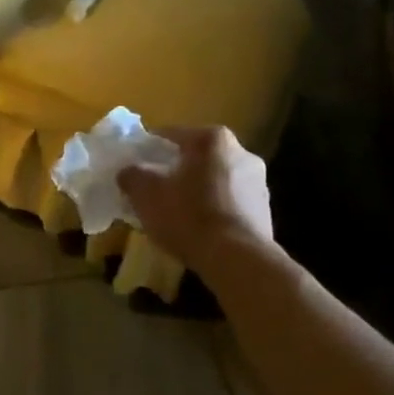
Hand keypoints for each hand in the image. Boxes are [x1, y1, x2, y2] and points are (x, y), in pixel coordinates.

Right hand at [117, 126, 276, 277]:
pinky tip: (198, 229)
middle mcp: (241, 151)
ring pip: (215, 179)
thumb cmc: (188, 216)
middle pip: (196, 157)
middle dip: (175, 170)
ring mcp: (258, 181)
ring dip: (196, 190)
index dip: (147, 149)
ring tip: (175, 213)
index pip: (170, 134)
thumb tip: (128, 172)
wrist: (237, 259)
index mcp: (211, 139)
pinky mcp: (265, 210)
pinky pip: (229, 202)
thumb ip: (132, 175)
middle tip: (154, 189)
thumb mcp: (146, 194)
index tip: (134, 165)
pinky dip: (213, 209)